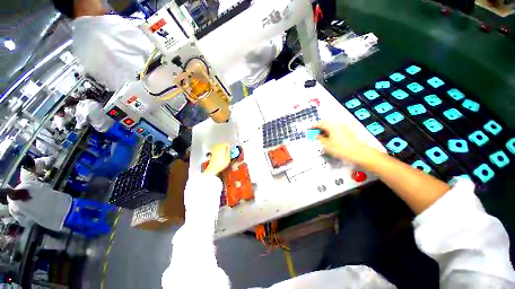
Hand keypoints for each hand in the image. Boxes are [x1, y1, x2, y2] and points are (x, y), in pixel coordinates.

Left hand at [204, 143, 230, 175]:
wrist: (213, 168)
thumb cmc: (222, 163)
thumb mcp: (229, 157)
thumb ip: (229, 151)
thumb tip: (230, 148)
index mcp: (222, 146)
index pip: (227, 144)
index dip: (230, 148)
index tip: (231, 153)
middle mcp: (217, 146)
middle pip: (223, 145)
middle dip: (226, 149)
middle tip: (228, 155)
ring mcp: (214, 150)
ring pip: (220, 148)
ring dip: (223, 151)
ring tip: (224, 157)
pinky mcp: (212, 153)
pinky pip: (217, 151)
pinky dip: (219, 153)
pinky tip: (220, 158)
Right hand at [316, 121, 376, 164]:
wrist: (357, 153)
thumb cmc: (340, 148)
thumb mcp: (326, 144)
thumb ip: (319, 138)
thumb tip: (316, 135)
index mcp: (332, 126)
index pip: (320, 123)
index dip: (313, 126)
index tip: (309, 129)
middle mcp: (338, 125)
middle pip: (326, 124)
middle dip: (319, 129)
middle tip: (314, 134)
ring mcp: (343, 128)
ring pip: (331, 127)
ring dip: (325, 131)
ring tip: (321, 138)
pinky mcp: (347, 132)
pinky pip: (335, 130)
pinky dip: (330, 133)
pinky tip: (329, 139)